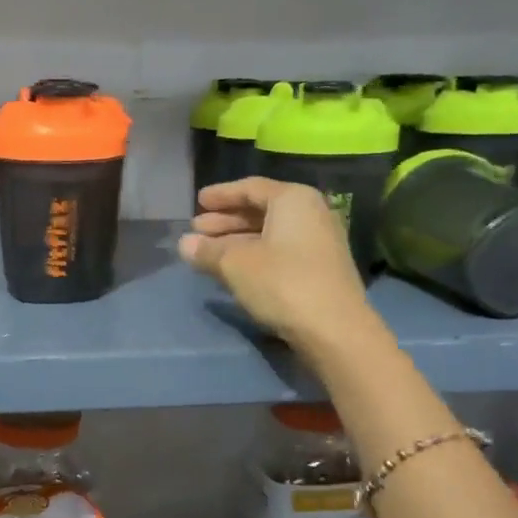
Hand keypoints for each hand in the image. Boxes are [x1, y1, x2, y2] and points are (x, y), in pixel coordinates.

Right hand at [178, 178, 383, 352]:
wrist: (334, 329)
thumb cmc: (281, 283)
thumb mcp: (235, 264)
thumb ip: (207, 251)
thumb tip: (184, 244)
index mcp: (293, 199)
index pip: (251, 188)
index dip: (221, 195)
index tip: (198, 202)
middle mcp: (311, 213)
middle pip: (261, 211)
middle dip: (226, 221)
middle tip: (197, 230)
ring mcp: (319, 242)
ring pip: (269, 233)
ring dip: (236, 241)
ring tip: (207, 252)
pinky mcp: (320, 269)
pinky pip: (279, 251)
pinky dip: (254, 255)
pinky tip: (233, 269)